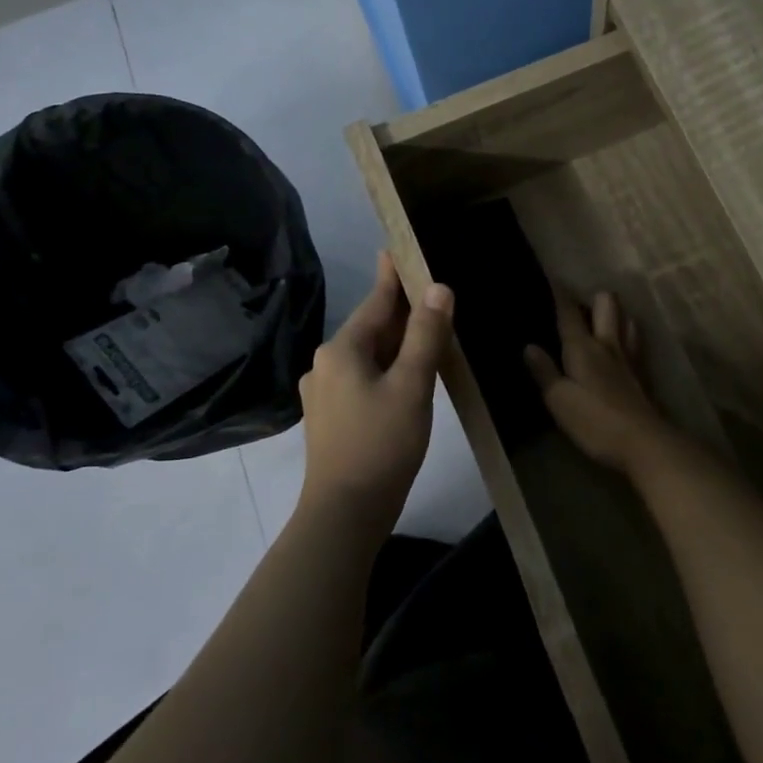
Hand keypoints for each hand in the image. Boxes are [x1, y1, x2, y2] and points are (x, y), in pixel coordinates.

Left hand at [298, 252, 453, 534]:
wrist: (344, 513)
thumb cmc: (381, 444)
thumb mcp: (412, 386)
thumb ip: (426, 335)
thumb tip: (438, 287)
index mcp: (342, 350)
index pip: (375, 302)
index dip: (392, 276)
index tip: (398, 249)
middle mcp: (326, 363)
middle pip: (370, 327)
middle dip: (399, 311)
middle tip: (429, 292)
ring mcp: (323, 392)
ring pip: (367, 354)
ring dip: (395, 341)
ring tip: (424, 332)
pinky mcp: (330, 417)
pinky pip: (362, 377)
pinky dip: (386, 367)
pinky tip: (404, 376)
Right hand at [524, 287, 668, 471]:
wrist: (644, 443)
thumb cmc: (595, 421)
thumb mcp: (559, 400)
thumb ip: (544, 372)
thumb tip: (529, 346)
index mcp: (583, 347)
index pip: (568, 312)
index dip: (559, 293)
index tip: (551, 276)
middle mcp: (608, 344)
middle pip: (607, 303)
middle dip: (593, 298)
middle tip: (578, 308)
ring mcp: (629, 357)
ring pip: (626, 318)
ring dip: (615, 314)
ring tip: (600, 323)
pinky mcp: (642, 373)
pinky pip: (635, 341)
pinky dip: (626, 335)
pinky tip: (619, 347)